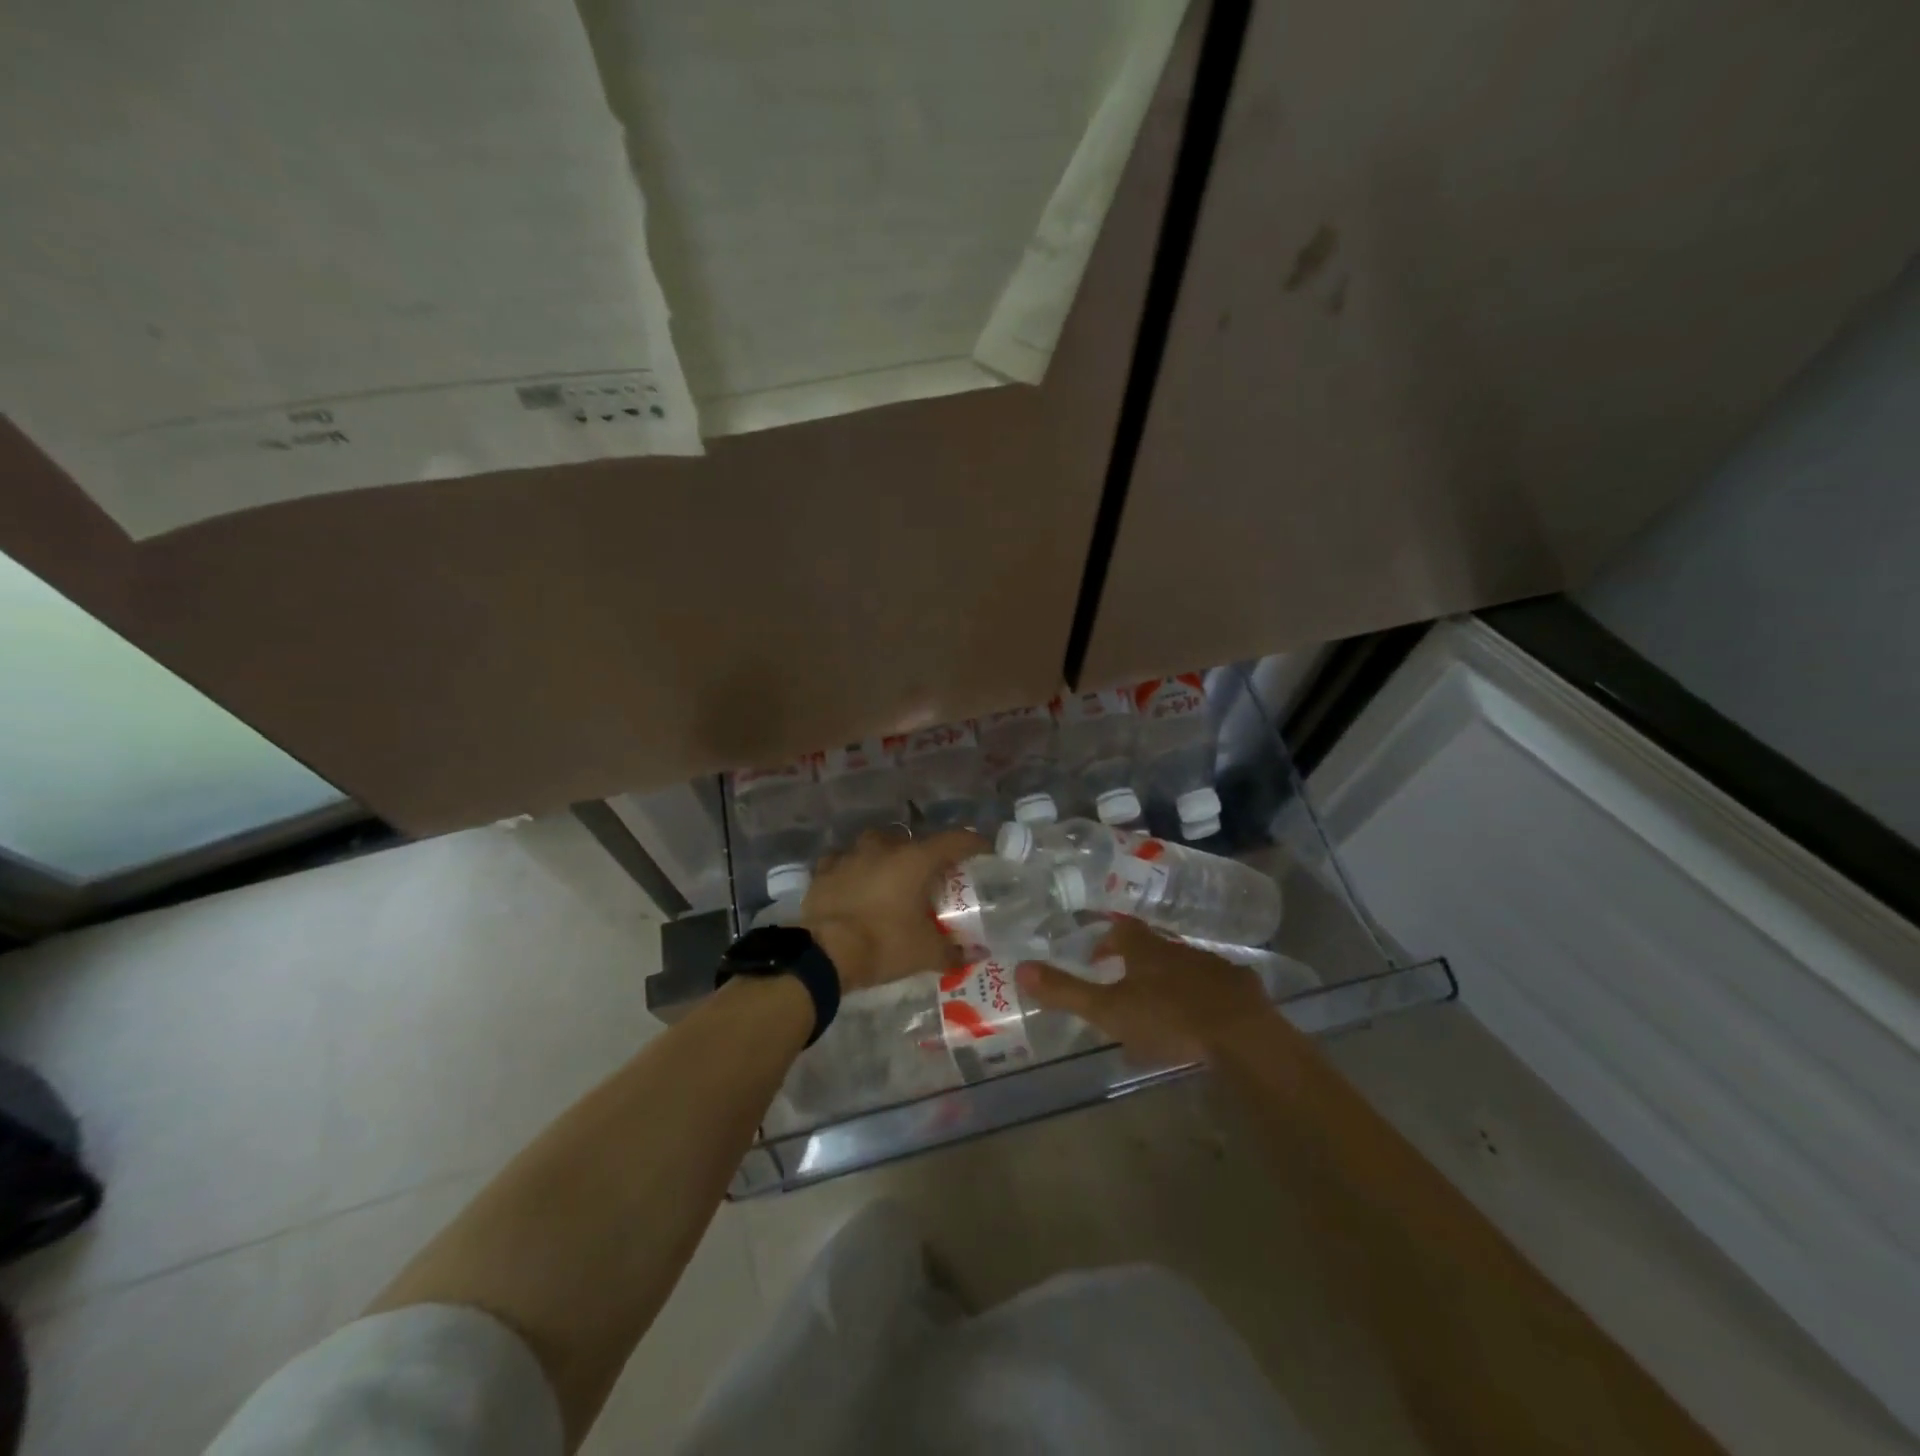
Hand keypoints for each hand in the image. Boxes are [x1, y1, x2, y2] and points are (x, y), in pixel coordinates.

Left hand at [802, 828, 988, 992]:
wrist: (824, 953)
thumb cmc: (884, 944)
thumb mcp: (925, 952)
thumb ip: (953, 950)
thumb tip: (974, 954)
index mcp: (915, 860)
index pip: (955, 840)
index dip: (973, 843)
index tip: (984, 851)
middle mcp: (884, 847)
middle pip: (913, 841)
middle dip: (924, 855)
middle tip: (931, 877)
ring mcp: (850, 855)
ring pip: (876, 845)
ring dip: (887, 857)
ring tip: (892, 878)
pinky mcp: (824, 870)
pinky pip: (845, 861)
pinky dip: (854, 869)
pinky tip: (856, 884)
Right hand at [1015, 916, 1276, 1064]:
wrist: (1241, 1035)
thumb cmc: (1168, 1019)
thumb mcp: (1108, 1010)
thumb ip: (1066, 991)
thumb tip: (1020, 967)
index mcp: (1146, 950)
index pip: (1122, 931)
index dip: (1107, 939)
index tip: (1097, 956)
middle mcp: (1179, 949)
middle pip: (1154, 947)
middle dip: (1139, 960)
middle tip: (1126, 981)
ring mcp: (1214, 967)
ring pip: (1186, 966)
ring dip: (1172, 978)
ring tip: (1162, 1004)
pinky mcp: (1242, 990)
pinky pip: (1218, 987)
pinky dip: (1205, 997)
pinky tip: (1204, 1019)